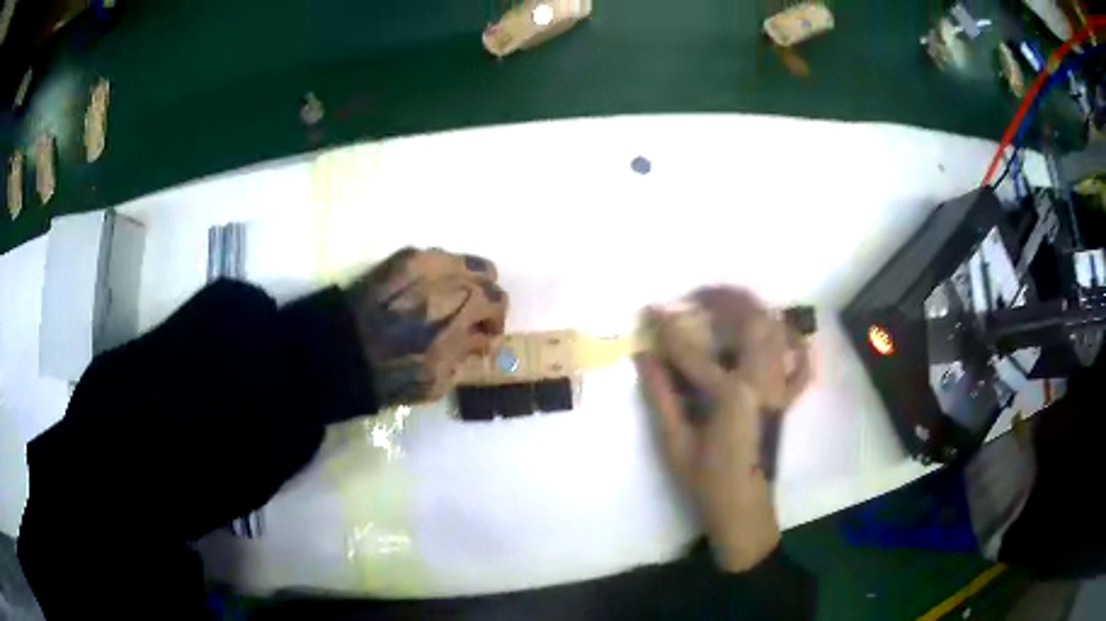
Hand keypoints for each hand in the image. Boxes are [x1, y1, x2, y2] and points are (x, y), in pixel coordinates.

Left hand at [345, 248, 508, 406]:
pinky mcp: (398, 258)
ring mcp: (420, 260)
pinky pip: (432, 257)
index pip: (498, 300)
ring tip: (445, 304)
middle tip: (471, 316)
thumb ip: (467, 353)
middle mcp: (445, 275)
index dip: (497, 321)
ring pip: (459, 259)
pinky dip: (437, 274)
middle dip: (485, 293)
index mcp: (459, 307)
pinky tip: (422, 295)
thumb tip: (483, 338)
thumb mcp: (437, 380)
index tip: (484, 337)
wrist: (339, 351)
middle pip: (486, 270)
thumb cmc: (390, 374)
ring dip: (461, 281)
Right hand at [635, 287, 809, 571]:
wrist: (744, 508)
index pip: (694, 351)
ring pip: (776, 332)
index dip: (668, 328)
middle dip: (724, 299)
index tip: (650, 310)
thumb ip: (661, 395)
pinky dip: (793, 343)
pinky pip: (799, 363)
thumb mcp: (675, 442)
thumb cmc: (707, 482)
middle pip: (751, 322)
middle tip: (698, 294)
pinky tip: (780, 334)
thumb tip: (644, 356)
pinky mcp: (785, 398)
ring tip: (729, 304)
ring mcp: (779, 388)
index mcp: (730, 395)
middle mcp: (762, 382)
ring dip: (754, 310)